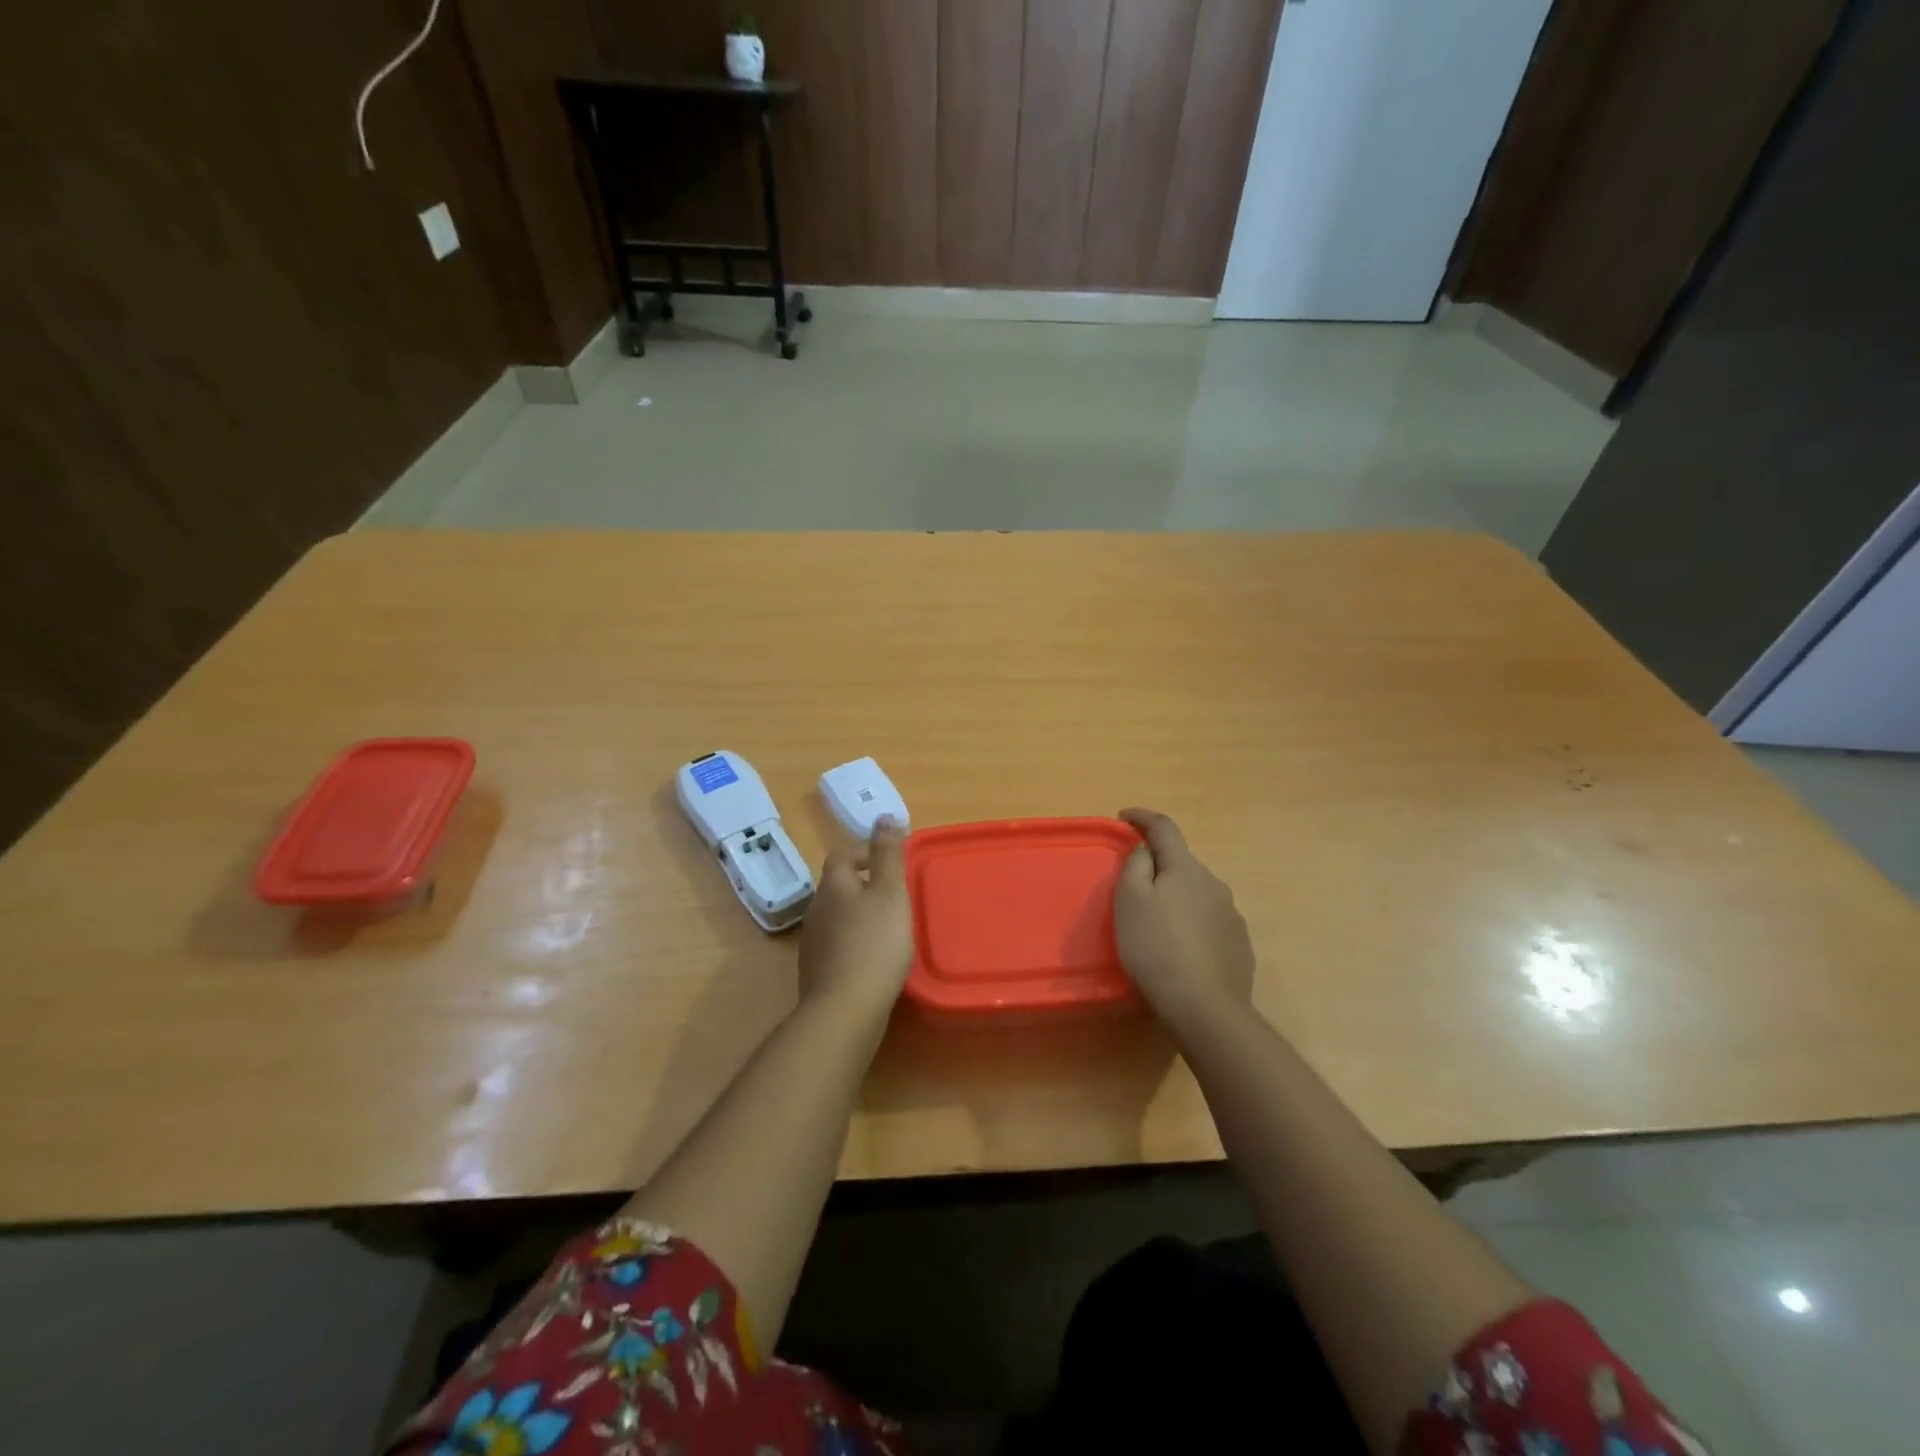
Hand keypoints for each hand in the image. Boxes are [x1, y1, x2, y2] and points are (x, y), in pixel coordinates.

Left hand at [797, 818, 913, 1016]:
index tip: (890, 860)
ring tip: (889, 926)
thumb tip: (883, 815)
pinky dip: (855, 941)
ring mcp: (813, 942)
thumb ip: (888, 854)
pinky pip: (837, 944)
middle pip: (838, 885)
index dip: (865, 851)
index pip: (842, 855)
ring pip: (837, 915)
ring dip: (859, 914)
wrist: (845, 1009)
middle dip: (864, 883)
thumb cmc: (874, 943)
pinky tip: (874, 957)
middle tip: (895, 893)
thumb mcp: (890, 892)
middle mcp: (817, 909)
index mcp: (834, 885)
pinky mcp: (817, 971)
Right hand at [1114, 808, 1254, 1033]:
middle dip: (1159, 867)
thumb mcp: (1130, 902)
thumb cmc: (1156, 949)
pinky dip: (1193, 924)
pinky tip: (1182, 949)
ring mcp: (1232, 916)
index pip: (1164, 828)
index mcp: (1186, 869)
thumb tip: (1146, 850)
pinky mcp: (1240, 945)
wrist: (1205, 1008)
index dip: (1142, 817)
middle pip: (1182, 864)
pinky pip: (1210, 922)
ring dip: (1178, 898)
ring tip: (1158, 925)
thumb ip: (1136, 866)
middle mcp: (1215, 884)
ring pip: (1198, 894)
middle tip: (1134, 888)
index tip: (1124, 816)